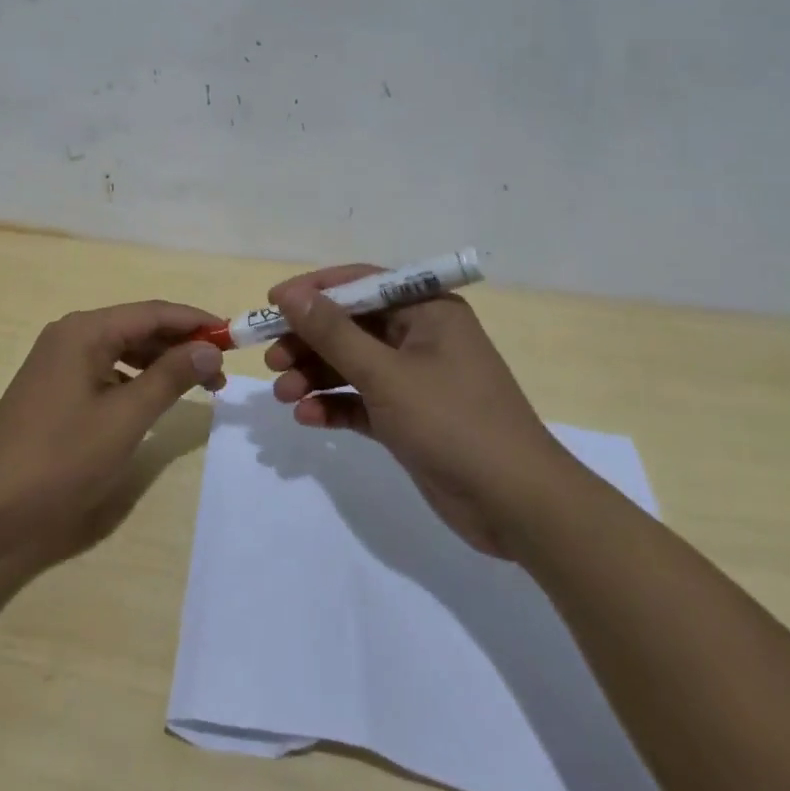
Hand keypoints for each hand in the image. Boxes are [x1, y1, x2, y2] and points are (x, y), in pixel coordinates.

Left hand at [0, 300, 224, 571]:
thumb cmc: (61, 457)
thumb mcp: (125, 418)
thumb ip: (169, 378)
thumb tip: (209, 349)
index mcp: (85, 330)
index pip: (152, 312)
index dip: (195, 322)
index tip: (233, 336)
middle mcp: (70, 335)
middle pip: (137, 327)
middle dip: (181, 344)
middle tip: (220, 370)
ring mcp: (58, 361)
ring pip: (122, 349)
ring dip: (160, 362)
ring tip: (198, 384)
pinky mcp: (54, 387)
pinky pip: (105, 369)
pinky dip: (135, 378)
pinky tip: (153, 398)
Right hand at [265, 265, 583, 557]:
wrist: (518, 507)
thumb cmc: (454, 422)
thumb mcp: (385, 374)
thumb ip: (333, 333)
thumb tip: (290, 294)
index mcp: (427, 310)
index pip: (360, 283)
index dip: (313, 291)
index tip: (271, 304)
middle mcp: (420, 337)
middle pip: (351, 326)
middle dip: (309, 341)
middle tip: (270, 359)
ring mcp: (415, 379)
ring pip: (351, 364)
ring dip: (315, 375)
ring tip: (283, 394)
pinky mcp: (409, 417)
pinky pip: (361, 400)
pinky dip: (334, 405)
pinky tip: (307, 418)